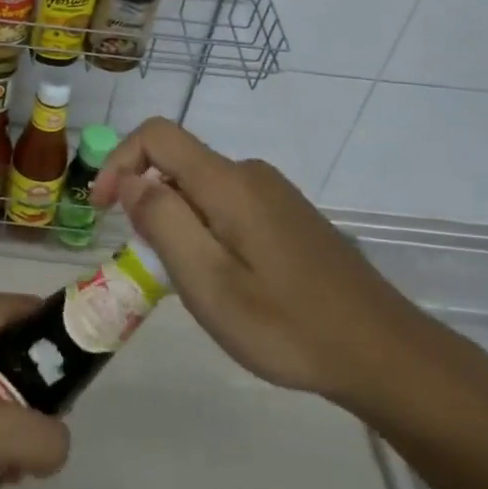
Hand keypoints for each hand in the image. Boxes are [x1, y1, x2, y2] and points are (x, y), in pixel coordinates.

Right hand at [93, 119, 442, 411]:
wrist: (384, 354)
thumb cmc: (288, 326)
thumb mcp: (209, 282)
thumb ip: (162, 222)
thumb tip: (129, 178)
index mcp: (228, 183)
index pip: (156, 135)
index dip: (118, 161)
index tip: (103, 211)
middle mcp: (250, 175)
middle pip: (177, 164)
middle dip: (148, 205)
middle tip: (154, 268)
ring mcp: (274, 195)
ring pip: (201, 190)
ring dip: (178, 224)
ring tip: (193, 285)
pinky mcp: (289, 217)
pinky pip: (228, 207)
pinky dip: (206, 232)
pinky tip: (229, 283)